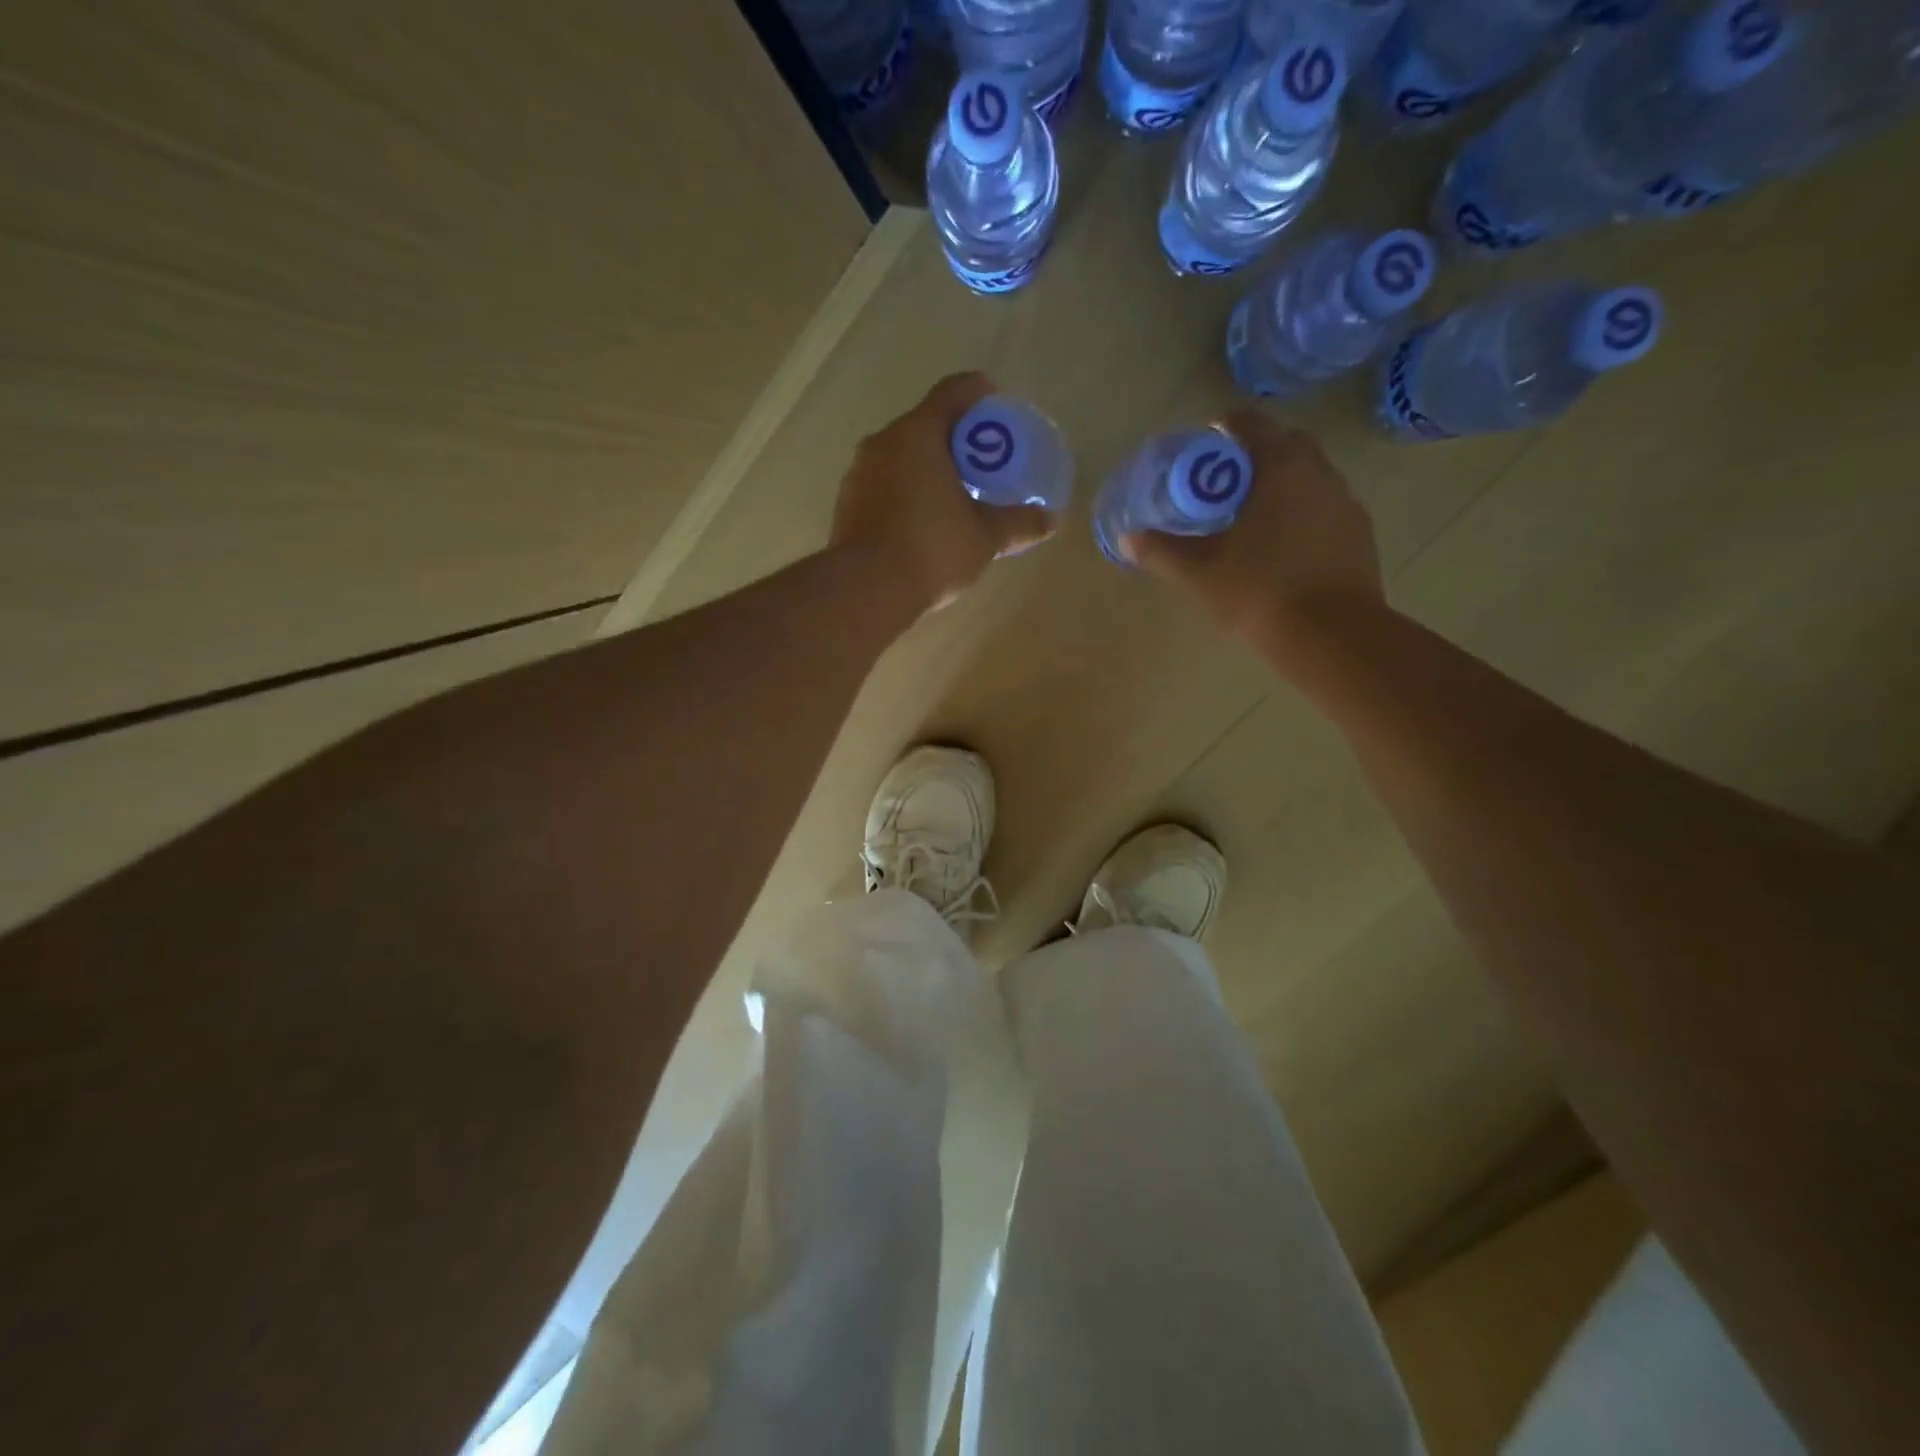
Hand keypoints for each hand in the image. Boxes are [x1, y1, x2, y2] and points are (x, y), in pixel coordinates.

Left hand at [831, 372, 1058, 611]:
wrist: (866, 590)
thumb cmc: (932, 548)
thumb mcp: (985, 537)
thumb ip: (1018, 523)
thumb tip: (1051, 520)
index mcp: (918, 433)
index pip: (953, 392)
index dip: (979, 393)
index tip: (997, 409)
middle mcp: (882, 442)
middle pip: (925, 425)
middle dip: (955, 440)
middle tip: (982, 465)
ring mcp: (858, 473)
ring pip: (900, 457)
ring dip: (927, 468)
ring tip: (953, 498)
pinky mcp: (846, 505)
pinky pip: (883, 485)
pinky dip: (905, 492)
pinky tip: (922, 524)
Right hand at [1123, 410, 1385, 660]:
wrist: (1332, 635)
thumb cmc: (1260, 592)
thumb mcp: (1200, 574)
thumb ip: (1163, 552)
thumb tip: (1128, 540)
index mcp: (1279, 468)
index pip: (1250, 423)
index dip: (1224, 427)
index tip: (1204, 445)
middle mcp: (1318, 472)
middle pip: (1285, 444)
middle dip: (1254, 454)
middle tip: (1224, 485)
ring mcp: (1344, 501)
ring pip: (1309, 475)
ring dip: (1281, 484)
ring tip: (1252, 517)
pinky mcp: (1359, 532)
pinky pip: (1324, 506)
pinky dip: (1302, 512)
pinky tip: (1283, 546)